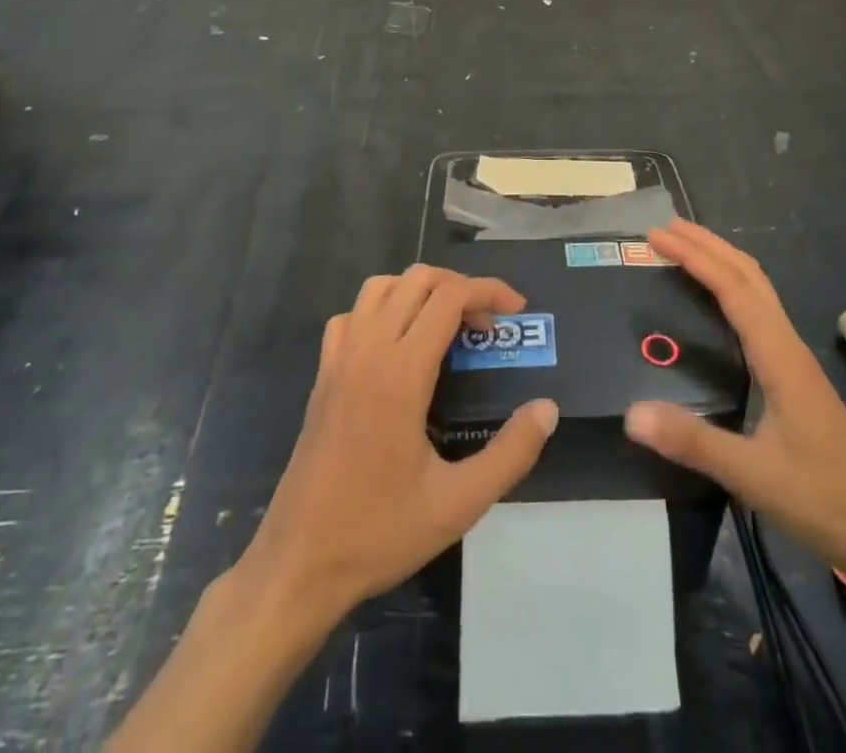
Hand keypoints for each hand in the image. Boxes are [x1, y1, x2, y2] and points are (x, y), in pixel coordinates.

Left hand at [242, 264, 558, 620]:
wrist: (298, 565)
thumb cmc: (380, 532)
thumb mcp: (459, 504)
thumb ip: (511, 453)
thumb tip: (547, 408)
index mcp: (401, 373)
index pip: (448, 297)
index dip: (488, 290)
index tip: (517, 310)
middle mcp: (368, 351)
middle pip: (417, 280)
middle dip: (460, 287)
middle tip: (487, 325)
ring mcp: (338, 360)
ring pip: (380, 287)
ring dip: (419, 291)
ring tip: (447, 325)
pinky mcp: (322, 376)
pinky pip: (352, 316)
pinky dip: (380, 310)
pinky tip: (396, 345)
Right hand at [624, 220, 845, 586]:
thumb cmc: (825, 500)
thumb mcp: (753, 475)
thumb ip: (693, 442)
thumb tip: (632, 413)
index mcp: (779, 355)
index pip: (732, 287)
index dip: (694, 256)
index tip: (656, 236)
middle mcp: (788, 345)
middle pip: (748, 275)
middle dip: (707, 245)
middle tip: (665, 228)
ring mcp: (795, 359)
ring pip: (758, 290)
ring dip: (722, 262)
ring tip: (686, 251)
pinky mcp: (796, 377)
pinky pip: (760, 312)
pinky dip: (734, 289)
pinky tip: (719, 305)